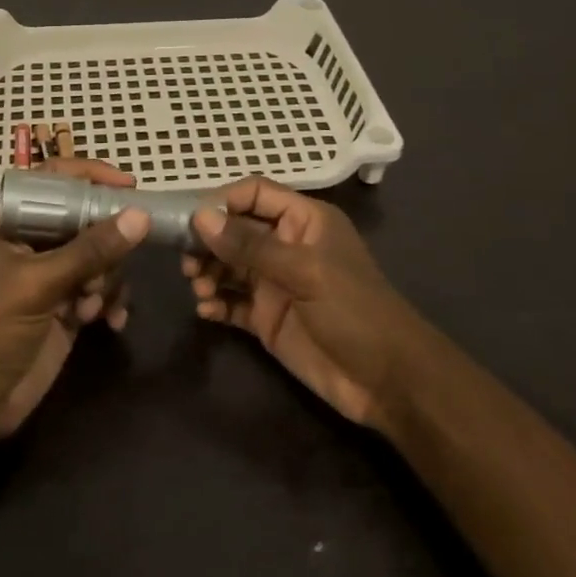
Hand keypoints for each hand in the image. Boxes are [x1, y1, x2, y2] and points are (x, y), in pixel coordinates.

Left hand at [0, 158, 148, 439]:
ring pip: (101, 255)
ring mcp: (53, 273)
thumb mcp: (39, 284)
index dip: (91, 176)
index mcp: (13, 219)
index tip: (129, 186)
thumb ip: (90, 250)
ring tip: (92, 306)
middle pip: (87, 217)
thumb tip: (140, 216)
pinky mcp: (68, 305)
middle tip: (106, 270)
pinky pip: (104, 288)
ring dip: (107, 280)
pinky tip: (110, 323)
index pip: (55, 179)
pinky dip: (111, 302)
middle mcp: (34, 240)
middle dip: (104, 245)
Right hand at [187, 178, 422, 428]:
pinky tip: (206, 310)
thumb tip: (201, 218)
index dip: (224, 201)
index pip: (255, 193)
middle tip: (187, 261)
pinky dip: (215, 302)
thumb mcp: (305, 272)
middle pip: (235, 229)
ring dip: (208, 271)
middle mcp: (286, 246)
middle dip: (208, 241)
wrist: (388, 382)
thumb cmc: (354, 312)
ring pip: (229, 265)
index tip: (193, 221)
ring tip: (198, 288)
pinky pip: (232, 301)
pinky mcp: (267, 318)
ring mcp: (275, 283)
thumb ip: (251, 245)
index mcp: (304, 221)